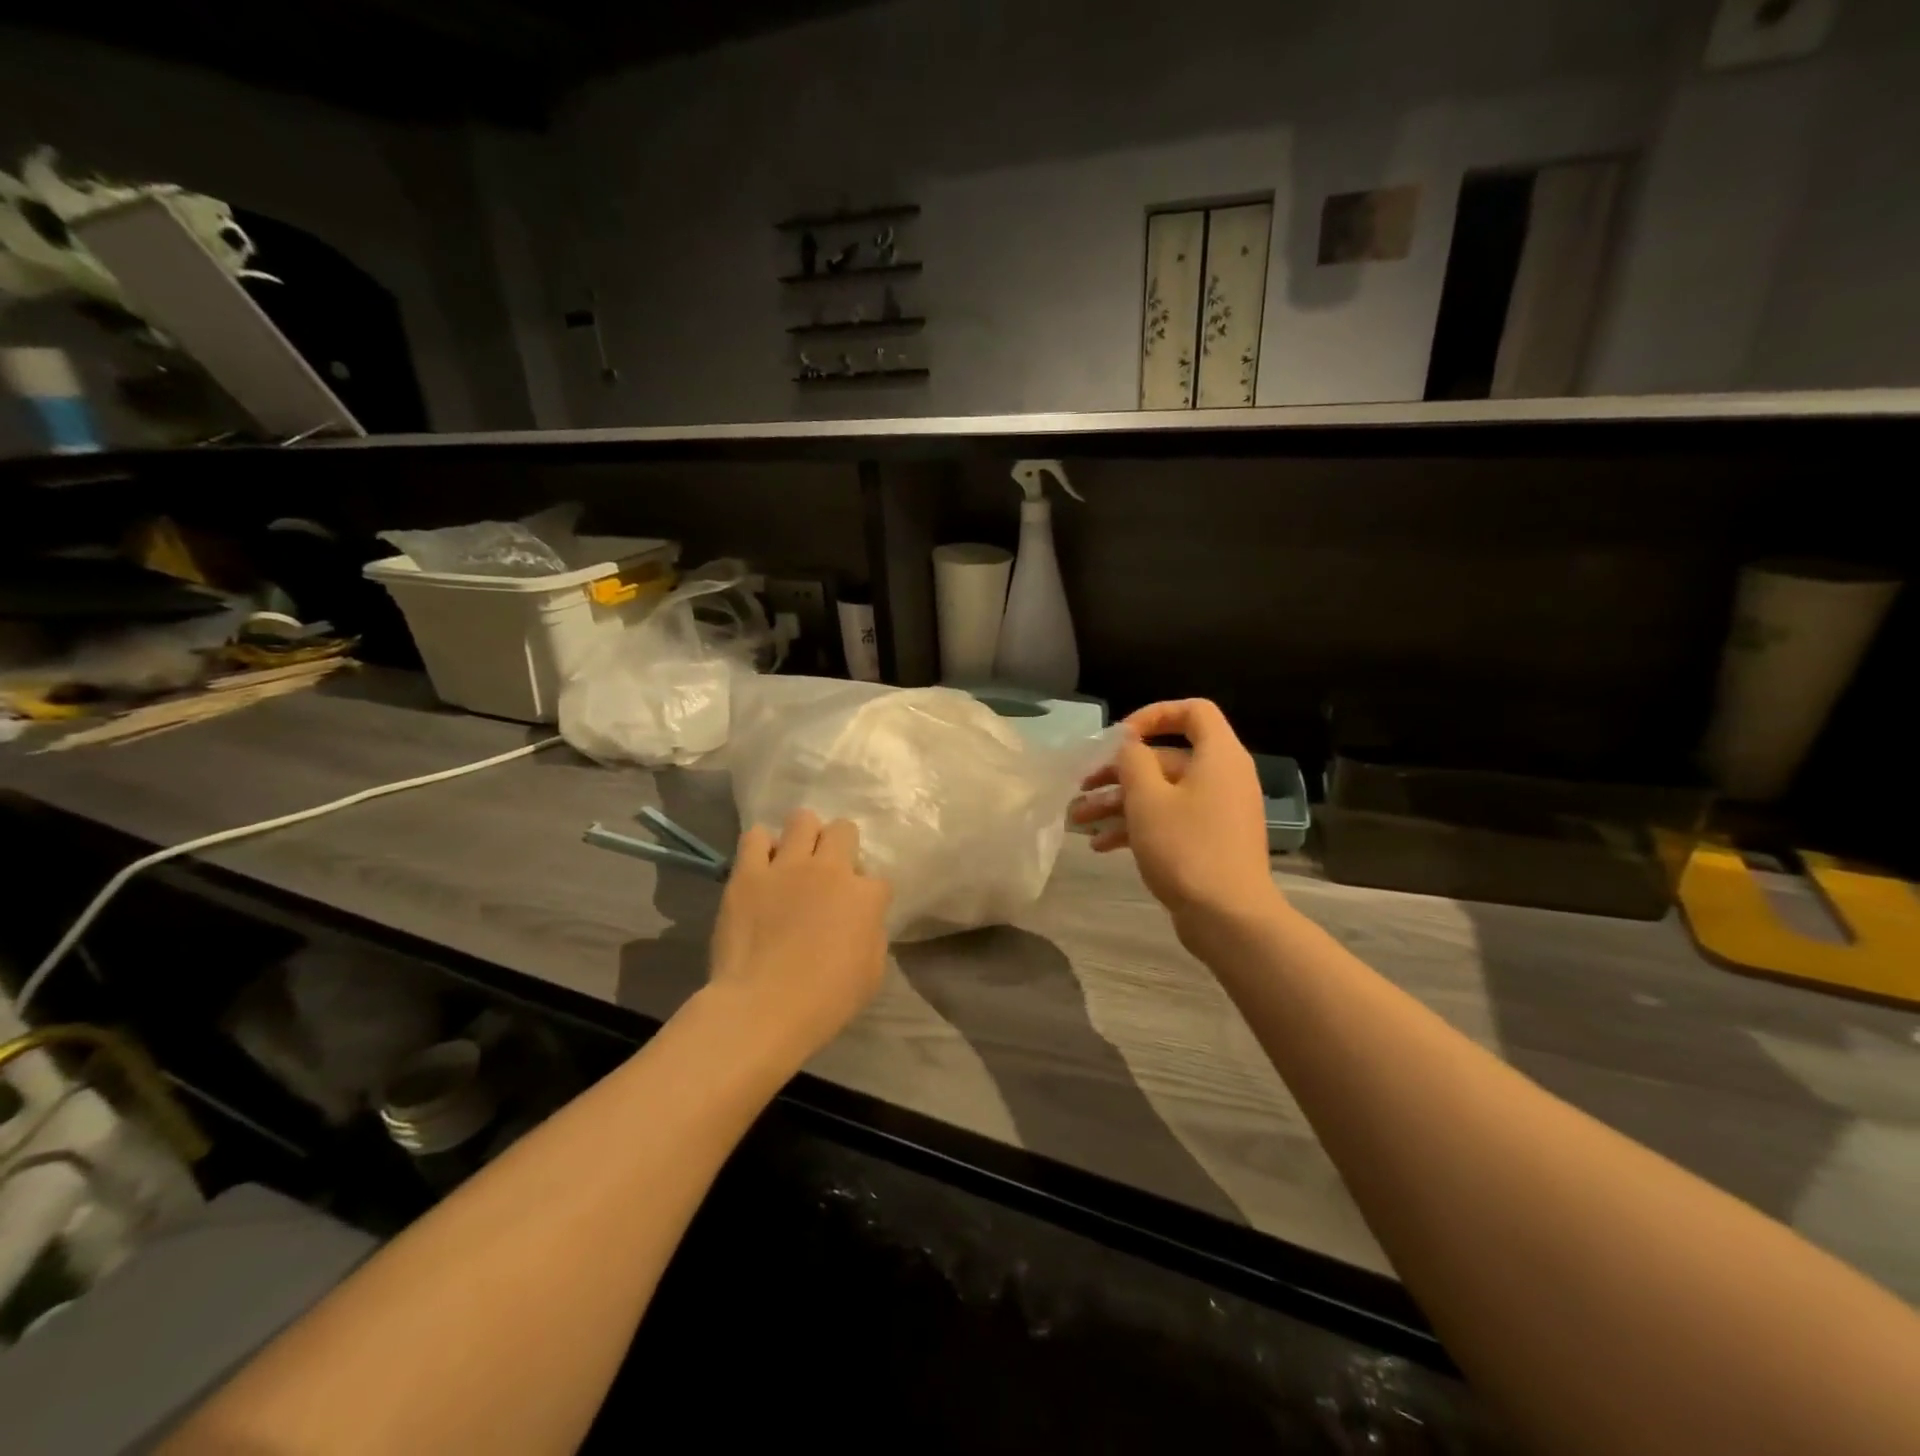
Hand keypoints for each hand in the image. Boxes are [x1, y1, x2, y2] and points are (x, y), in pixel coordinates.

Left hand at [706, 809, 892, 1058]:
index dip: (868, 894)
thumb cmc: (826, 1000)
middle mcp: (830, 869)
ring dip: (804, 836)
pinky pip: (755, 837)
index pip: (877, 879)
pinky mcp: (748, 873)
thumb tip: (862, 920)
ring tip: (794, 859)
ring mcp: (787, 866)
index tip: (857, 911)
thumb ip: (871, 935)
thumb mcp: (871, 973)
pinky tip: (761, 866)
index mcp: (865, 896)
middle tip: (828, 874)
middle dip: (841, 846)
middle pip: (843, 830)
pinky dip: (761, 846)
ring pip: (803, 820)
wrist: (763, 1007)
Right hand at [1071, 699, 1278, 934]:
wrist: (1228, 917)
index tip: (1120, 736)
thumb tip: (1131, 744)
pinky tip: (1101, 845)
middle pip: (1166, 758)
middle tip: (1082, 787)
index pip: (1193, 711)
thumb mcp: (1147, 798)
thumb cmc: (1186, 847)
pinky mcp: (1209, 841)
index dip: (1154, 715)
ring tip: (1079, 820)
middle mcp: (1222, 777)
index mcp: (1218, 756)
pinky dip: (1138, 826)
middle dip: (1118, 772)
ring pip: (1162, 793)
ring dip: (1119, 803)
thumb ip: (1133, 760)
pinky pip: (1170, 819)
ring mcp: (1217, 811)